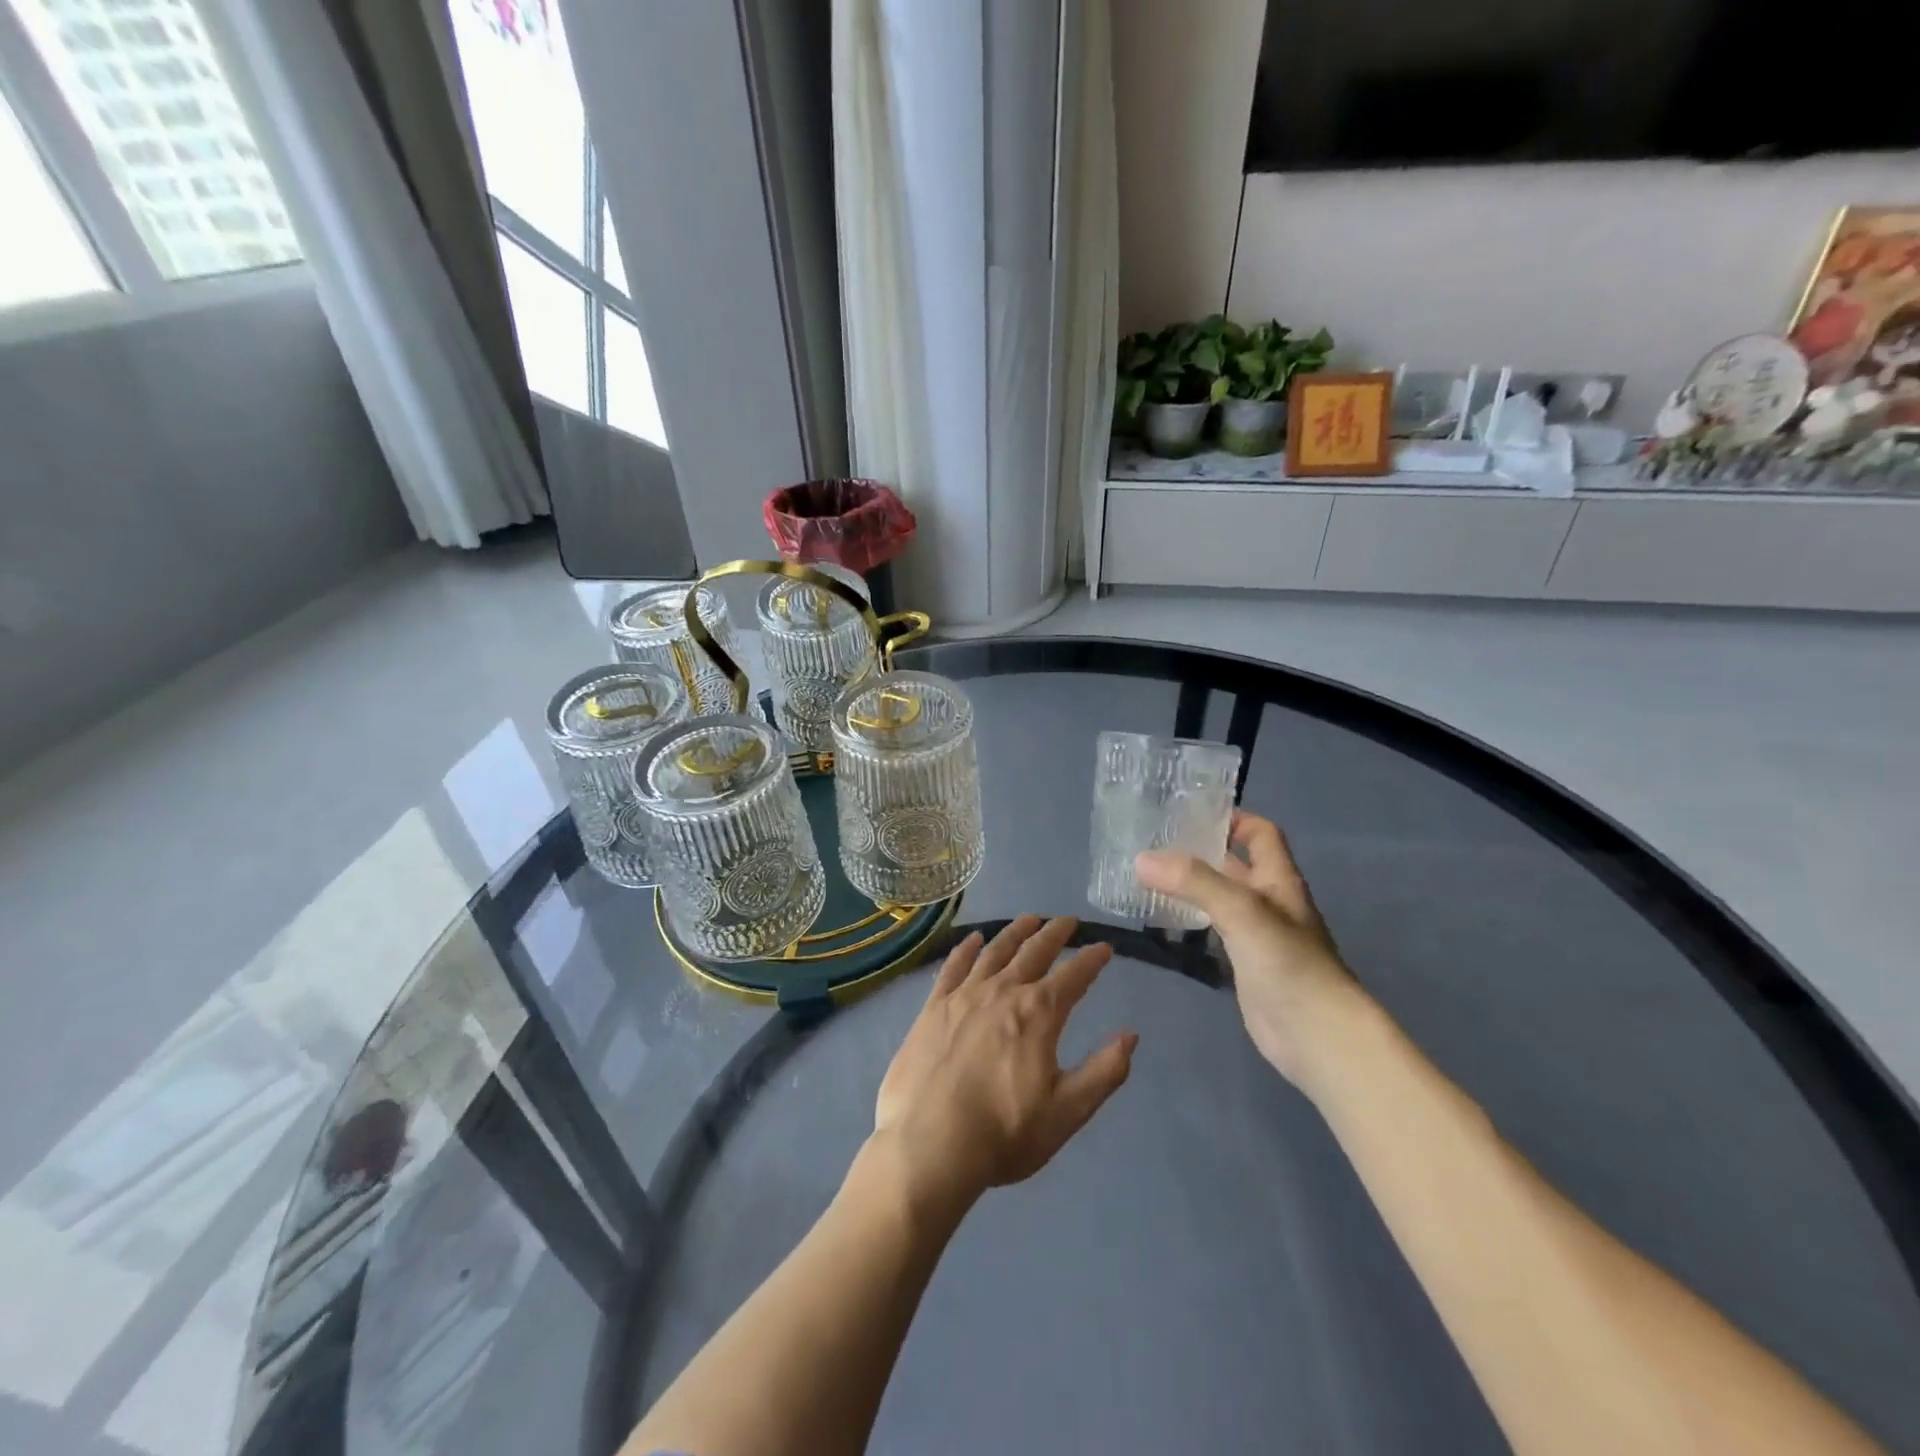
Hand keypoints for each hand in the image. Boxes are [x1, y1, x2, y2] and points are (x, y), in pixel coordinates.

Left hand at [873, 916, 1136, 1215]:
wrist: (928, 1145)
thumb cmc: (1004, 1133)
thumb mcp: (1067, 1111)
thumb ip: (1104, 1072)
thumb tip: (1131, 1035)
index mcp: (1038, 1014)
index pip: (1074, 976)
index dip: (1092, 960)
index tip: (1105, 947)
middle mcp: (1003, 991)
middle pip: (1034, 952)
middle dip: (1055, 933)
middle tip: (1068, 920)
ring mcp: (964, 995)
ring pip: (995, 951)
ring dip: (1015, 932)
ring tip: (1030, 918)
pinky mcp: (933, 1007)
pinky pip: (953, 966)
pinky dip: (966, 949)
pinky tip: (973, 939)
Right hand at [1136, 811, 1357, 1089]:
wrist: (1316, 1034)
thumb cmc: (1288, 962)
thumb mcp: (1241, 909)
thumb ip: (1193, 881)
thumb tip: (1141, 859)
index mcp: (1278, 879)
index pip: (1260, 833)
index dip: (1232, 818)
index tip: (1189, 813)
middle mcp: (1269, 901)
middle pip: (1235, 864)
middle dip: (1199, 851)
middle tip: (1153, 843)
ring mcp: (1257, 934)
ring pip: (1220, 897)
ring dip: (1190, 886)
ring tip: (1147, 876)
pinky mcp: (1244, 963)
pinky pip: (1213, 930)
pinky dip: (1190, 919)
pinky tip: (1163, 919)